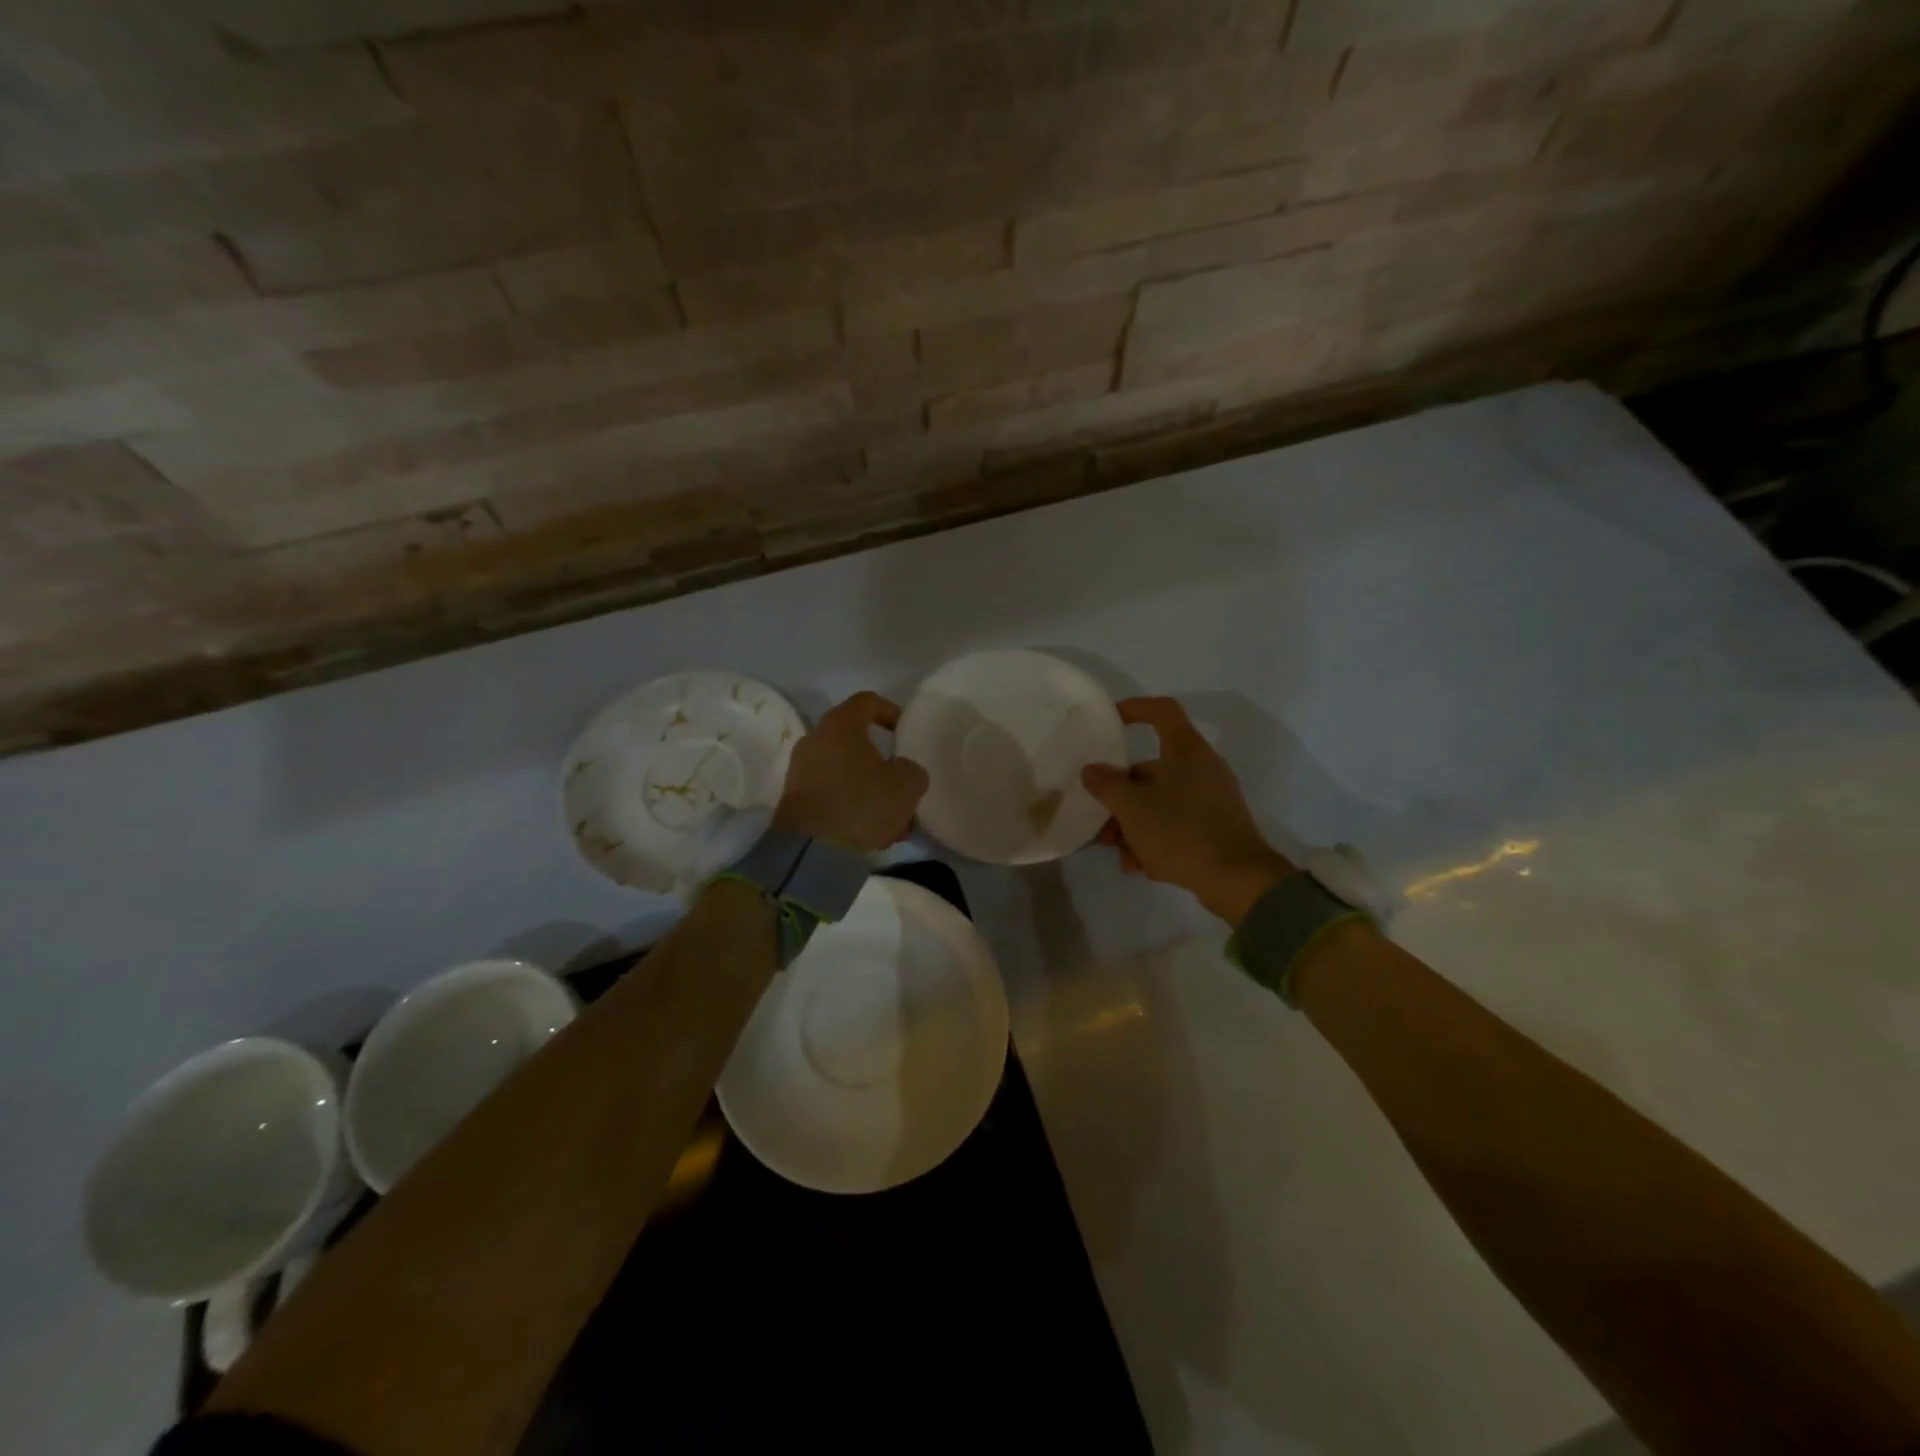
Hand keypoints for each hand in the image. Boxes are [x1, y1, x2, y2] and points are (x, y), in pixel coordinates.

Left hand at [774, 692, 928, 852]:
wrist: (811, 849)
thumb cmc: (862, 803)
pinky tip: (873, 832)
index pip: (867, 701)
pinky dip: (853, 807)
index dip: (890, 711)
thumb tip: (902, 772)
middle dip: (882, 762)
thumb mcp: (907, 784)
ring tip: (893, 820)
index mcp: (840, 725)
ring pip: (845, 773)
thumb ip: (911, 770)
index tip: (904, 731)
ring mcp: (801, 771)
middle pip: (855, 741)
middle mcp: (815, 740)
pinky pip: (832, 795)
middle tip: (902, 782)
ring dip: (870, 790)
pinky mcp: (795, 801)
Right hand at [1081, 697, 1293, 925]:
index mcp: (1186, 751)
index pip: (1161, 711)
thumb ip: (1106, 784)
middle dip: (1120, 794)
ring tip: (1117, 851)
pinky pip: (1175, 824)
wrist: (1238, 880)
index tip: (1108, 721)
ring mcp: (1210, 800)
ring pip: (1159, 801)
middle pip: (1151, 768)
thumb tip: (1092, 770)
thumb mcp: (1132, 807)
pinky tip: (1139, 866)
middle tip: (1099, 818)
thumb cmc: (1181, 832)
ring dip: (1132, 823)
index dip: (1134, 709)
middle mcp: (1201, 768)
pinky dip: (1154, 839)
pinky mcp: (1215, 828)